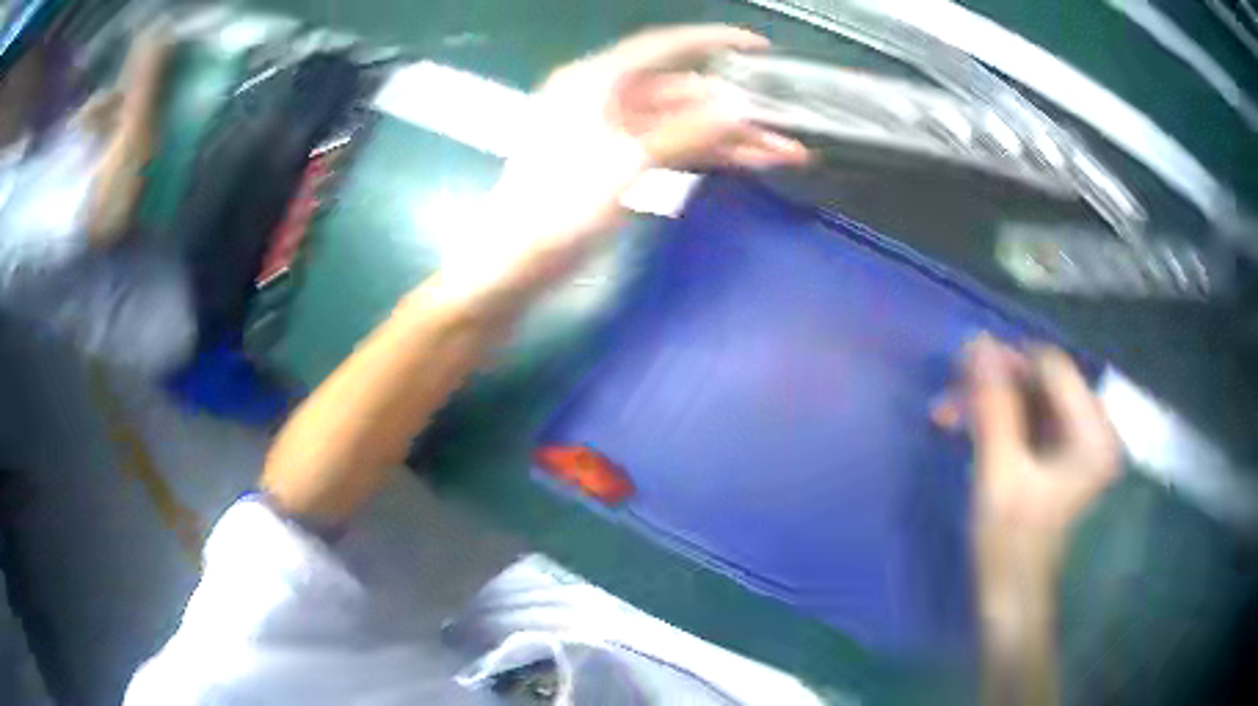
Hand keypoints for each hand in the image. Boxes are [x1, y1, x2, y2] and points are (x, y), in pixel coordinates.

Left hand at [447, 25, 807, 305]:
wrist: (514, 265)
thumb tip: (739, 108)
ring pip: (683, 124)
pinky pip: (672, 149)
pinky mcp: (618, 164)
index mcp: (595, 81)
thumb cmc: (557, 208)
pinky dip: (706, 155)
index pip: (663, 46)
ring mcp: (612, 132)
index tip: (760, 47)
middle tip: (787, 126)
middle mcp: (605, 98)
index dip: (713, 41)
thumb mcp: (626, 163)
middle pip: (682, 92)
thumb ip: (686, 131)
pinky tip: (745, 164)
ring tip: (784, 154)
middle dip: (736, 109)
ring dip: (730, 138)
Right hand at [946, 335, 1120, 595]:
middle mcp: (1095, 430)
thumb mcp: (999, 476)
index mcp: (1094, 434)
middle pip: (1041, 384)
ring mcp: (1080, 446)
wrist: (1015, 606)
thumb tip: (977, 342)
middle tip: (948, 403)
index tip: (960, 371)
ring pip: (1032, 402)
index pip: (1051, 368)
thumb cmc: (1013, 549)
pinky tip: (970, 433)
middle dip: (993, 388)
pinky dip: (1000, 424)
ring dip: (991, 406)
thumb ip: (993, 406)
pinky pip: (1031, 424)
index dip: (1006, 362)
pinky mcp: (1063, 460)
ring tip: (948, 418)